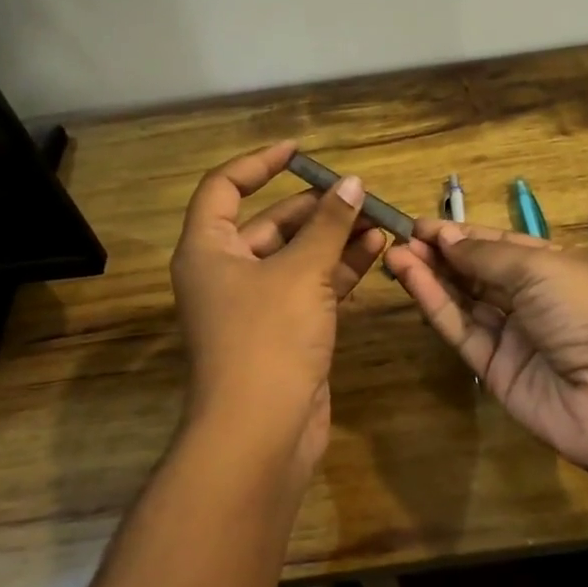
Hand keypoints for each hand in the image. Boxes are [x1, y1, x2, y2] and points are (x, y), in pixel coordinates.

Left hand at [170, 143, 386, 475]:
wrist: (260, 434)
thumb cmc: (268, 339)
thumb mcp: (301, 272)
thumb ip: (329, 225)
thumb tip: (352, 183)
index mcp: (208, 250)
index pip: (224, 187)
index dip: (259, 163)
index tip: (300, 152)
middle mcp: (227, 272)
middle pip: (270, 222)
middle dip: (317, 207)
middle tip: (360, 193)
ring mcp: (257, 305)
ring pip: (298, 256)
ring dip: (335, 237)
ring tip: (379, 217)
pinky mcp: (286, 331)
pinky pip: (313, 286)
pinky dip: (341, 269)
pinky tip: (377, 250)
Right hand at [384, 220, 587, 498]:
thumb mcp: (541, 268)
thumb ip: (487, 255)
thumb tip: (446, 238)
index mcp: (555, 267)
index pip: (501, 245)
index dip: (463, 234)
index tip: (422, 225)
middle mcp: (534, 300)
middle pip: (479, 272)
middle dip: (442, 254)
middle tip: (401, 237)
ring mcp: (514, 337)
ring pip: (464, 301)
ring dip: (431, 276)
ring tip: (394, 253)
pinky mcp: (494, 371)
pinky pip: (461, 331)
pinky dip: (435, 304)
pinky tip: (410, 278)